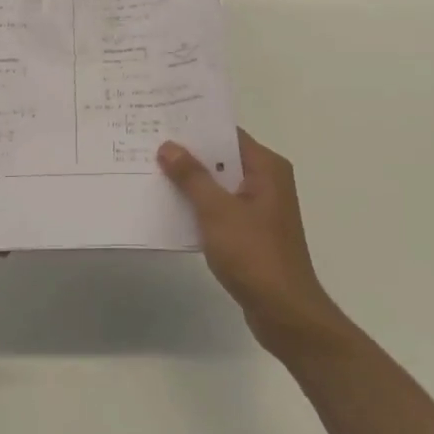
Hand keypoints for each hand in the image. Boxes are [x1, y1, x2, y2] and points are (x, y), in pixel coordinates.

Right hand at [159, 131, 343, 356]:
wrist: (284, 312)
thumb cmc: (254, 254)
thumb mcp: (217, 211)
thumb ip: (192, 177)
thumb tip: (168, 146)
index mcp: (267, 168)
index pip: (228, 135)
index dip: (197, 128)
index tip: (164, 121)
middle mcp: (267, 182)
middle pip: (223, 158)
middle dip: (189, 154)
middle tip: (149, 144)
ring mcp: (260, 209)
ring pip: (220, 185)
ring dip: (191, 182)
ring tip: (152, 171)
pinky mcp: (252, 232)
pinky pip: (221, 208)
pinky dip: (199, 206)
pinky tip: (170, 207)